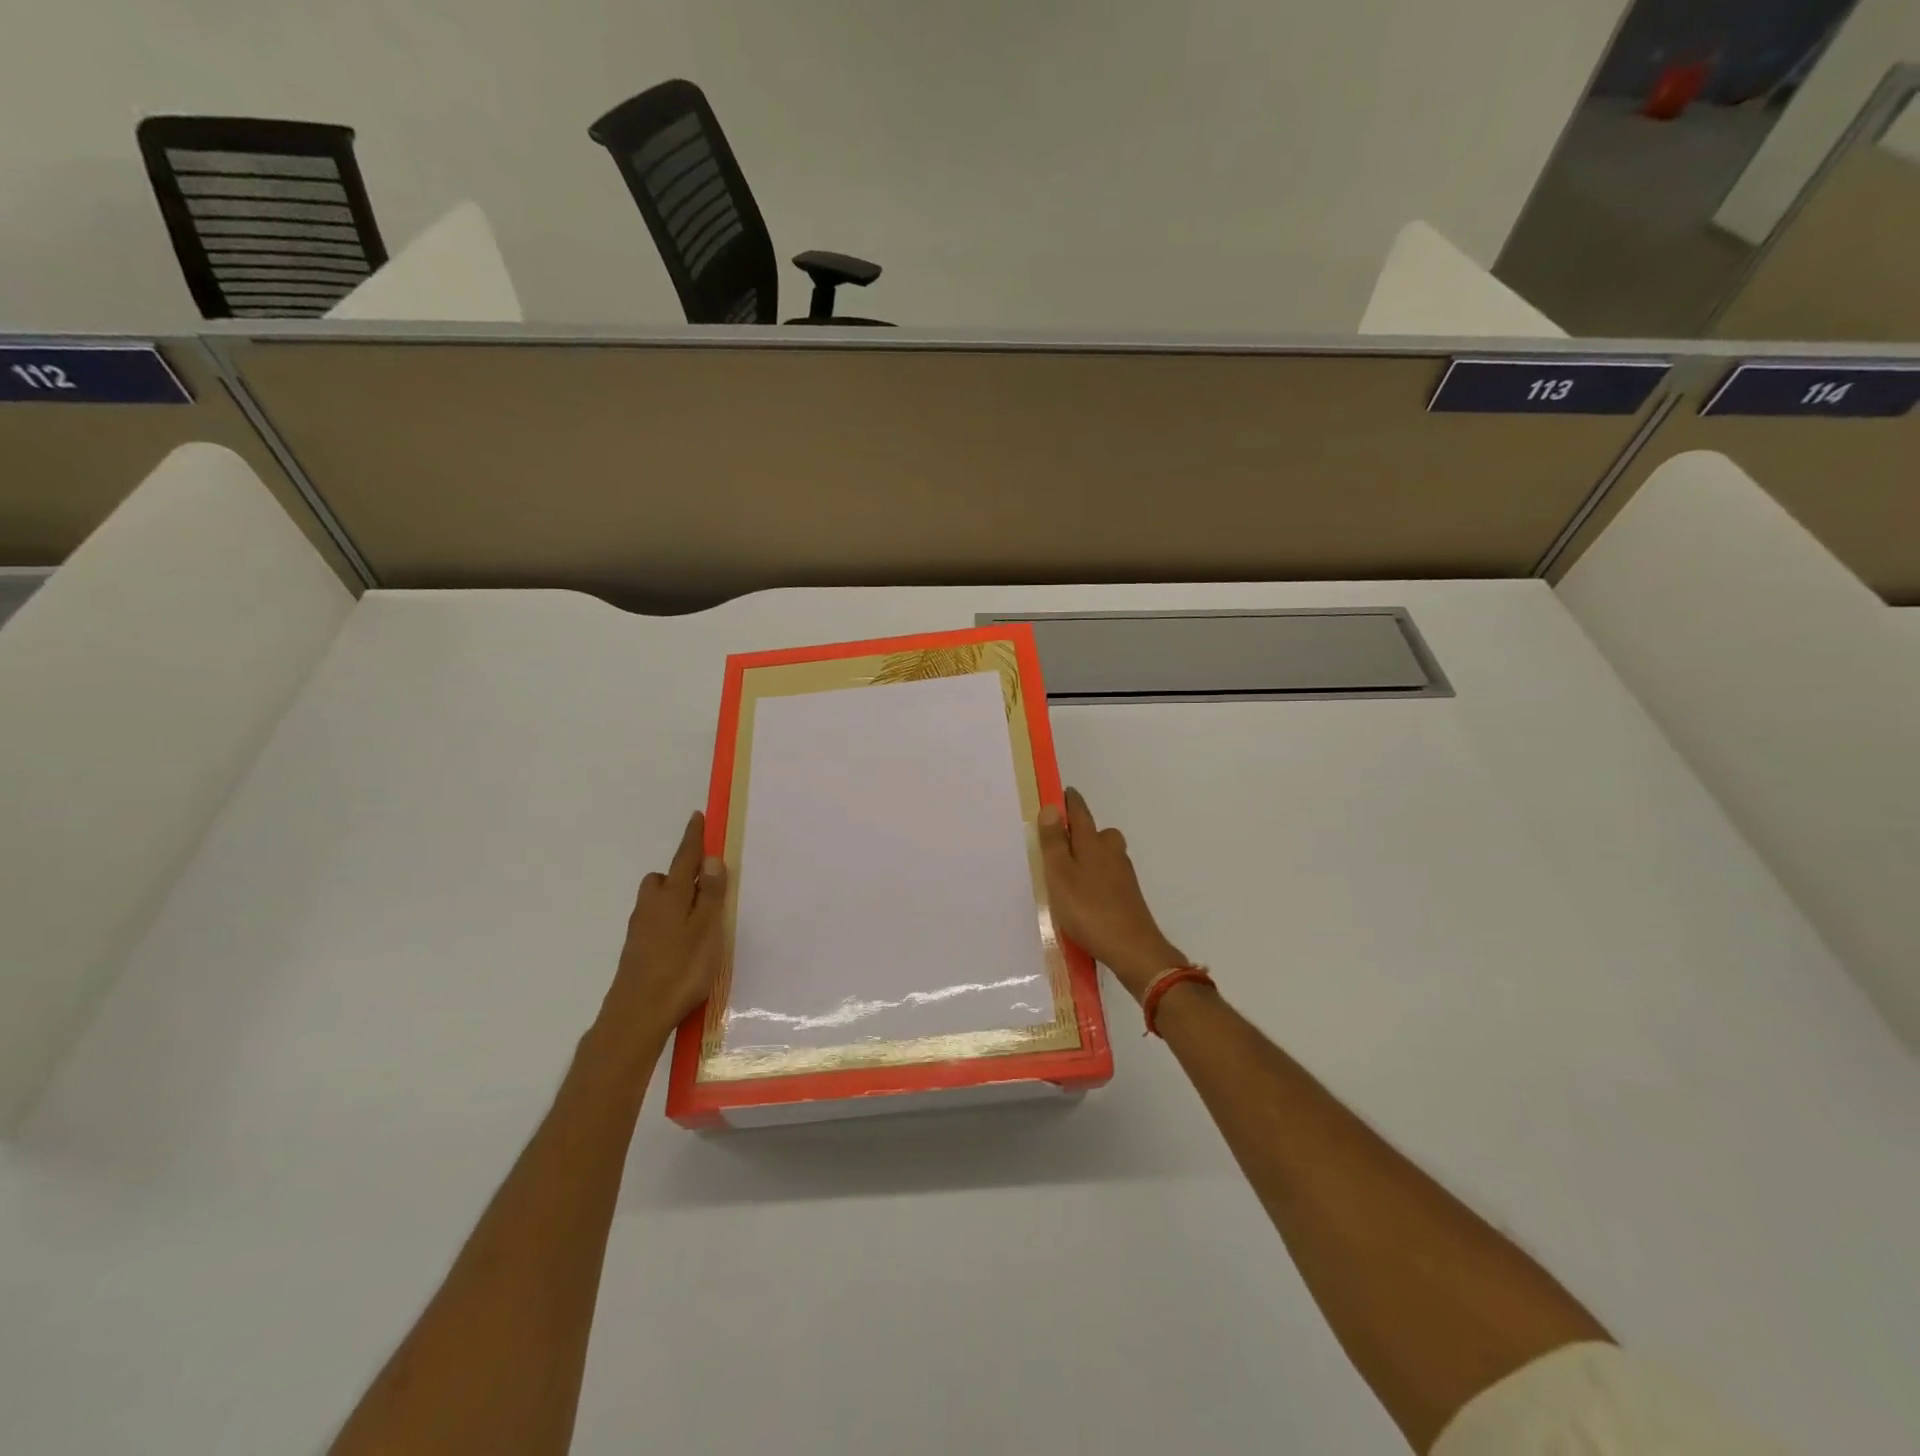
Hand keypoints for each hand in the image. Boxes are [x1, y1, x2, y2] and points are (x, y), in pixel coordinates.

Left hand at [598, 811, 727, 1051]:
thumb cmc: (681, 969)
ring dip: (673, 899)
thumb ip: (710, 894)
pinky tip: (682, 943)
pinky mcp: (636, 951)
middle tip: (704, 885)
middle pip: (663, 879)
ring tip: (698, 918)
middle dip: (680, 874)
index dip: (693, 838)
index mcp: (671, 897)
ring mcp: (640, 930)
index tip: (697, 817)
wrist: (636, 1015)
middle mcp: (651, 907)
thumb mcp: (706, 929)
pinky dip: (668, 921)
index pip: (685, 859)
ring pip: (656, 901)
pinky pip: (654, 922)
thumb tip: (710, 858)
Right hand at [1038, 787, 1185, 1002]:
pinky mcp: (1128, 895)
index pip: (1080, 812)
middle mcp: (1112, 852)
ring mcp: (1123, 874)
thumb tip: (1051, 807)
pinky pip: (1107, 875)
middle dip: (1081, 832)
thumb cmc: (1088, 909)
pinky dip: (1095, 877)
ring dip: (1088, 856)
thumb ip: (1054, 842)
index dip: (1070, 802)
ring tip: (1067, 872)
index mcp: (1093, 842)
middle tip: (1059, 842)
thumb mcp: (1060, 874)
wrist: (1132, 948)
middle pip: (1096, 833)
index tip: (1062, 793)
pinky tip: (1084, 895)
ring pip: (1104, 855)